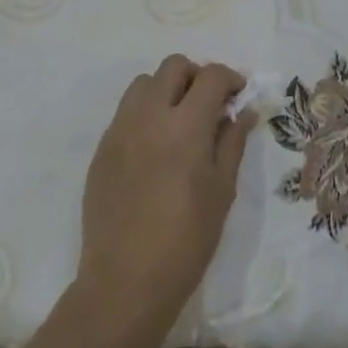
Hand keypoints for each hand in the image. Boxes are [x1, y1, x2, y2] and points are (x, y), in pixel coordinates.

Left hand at [75, 56, 256, 347]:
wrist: (125, 281)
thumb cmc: (186, 240)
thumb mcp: (222, 191)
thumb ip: (232, 142)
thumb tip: (244, 112)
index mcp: (185, 125)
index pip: (211, 76)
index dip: (230, 79)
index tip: (238, 96)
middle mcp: (149, 115)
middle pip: (174, 66)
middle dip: (197, 76)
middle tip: (209, 105)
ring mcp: (120, 129)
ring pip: (144, 83)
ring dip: (166, 89)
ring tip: (179, 121)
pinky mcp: (102, 148)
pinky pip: (125, 111)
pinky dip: (145, 113)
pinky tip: (155, 147)